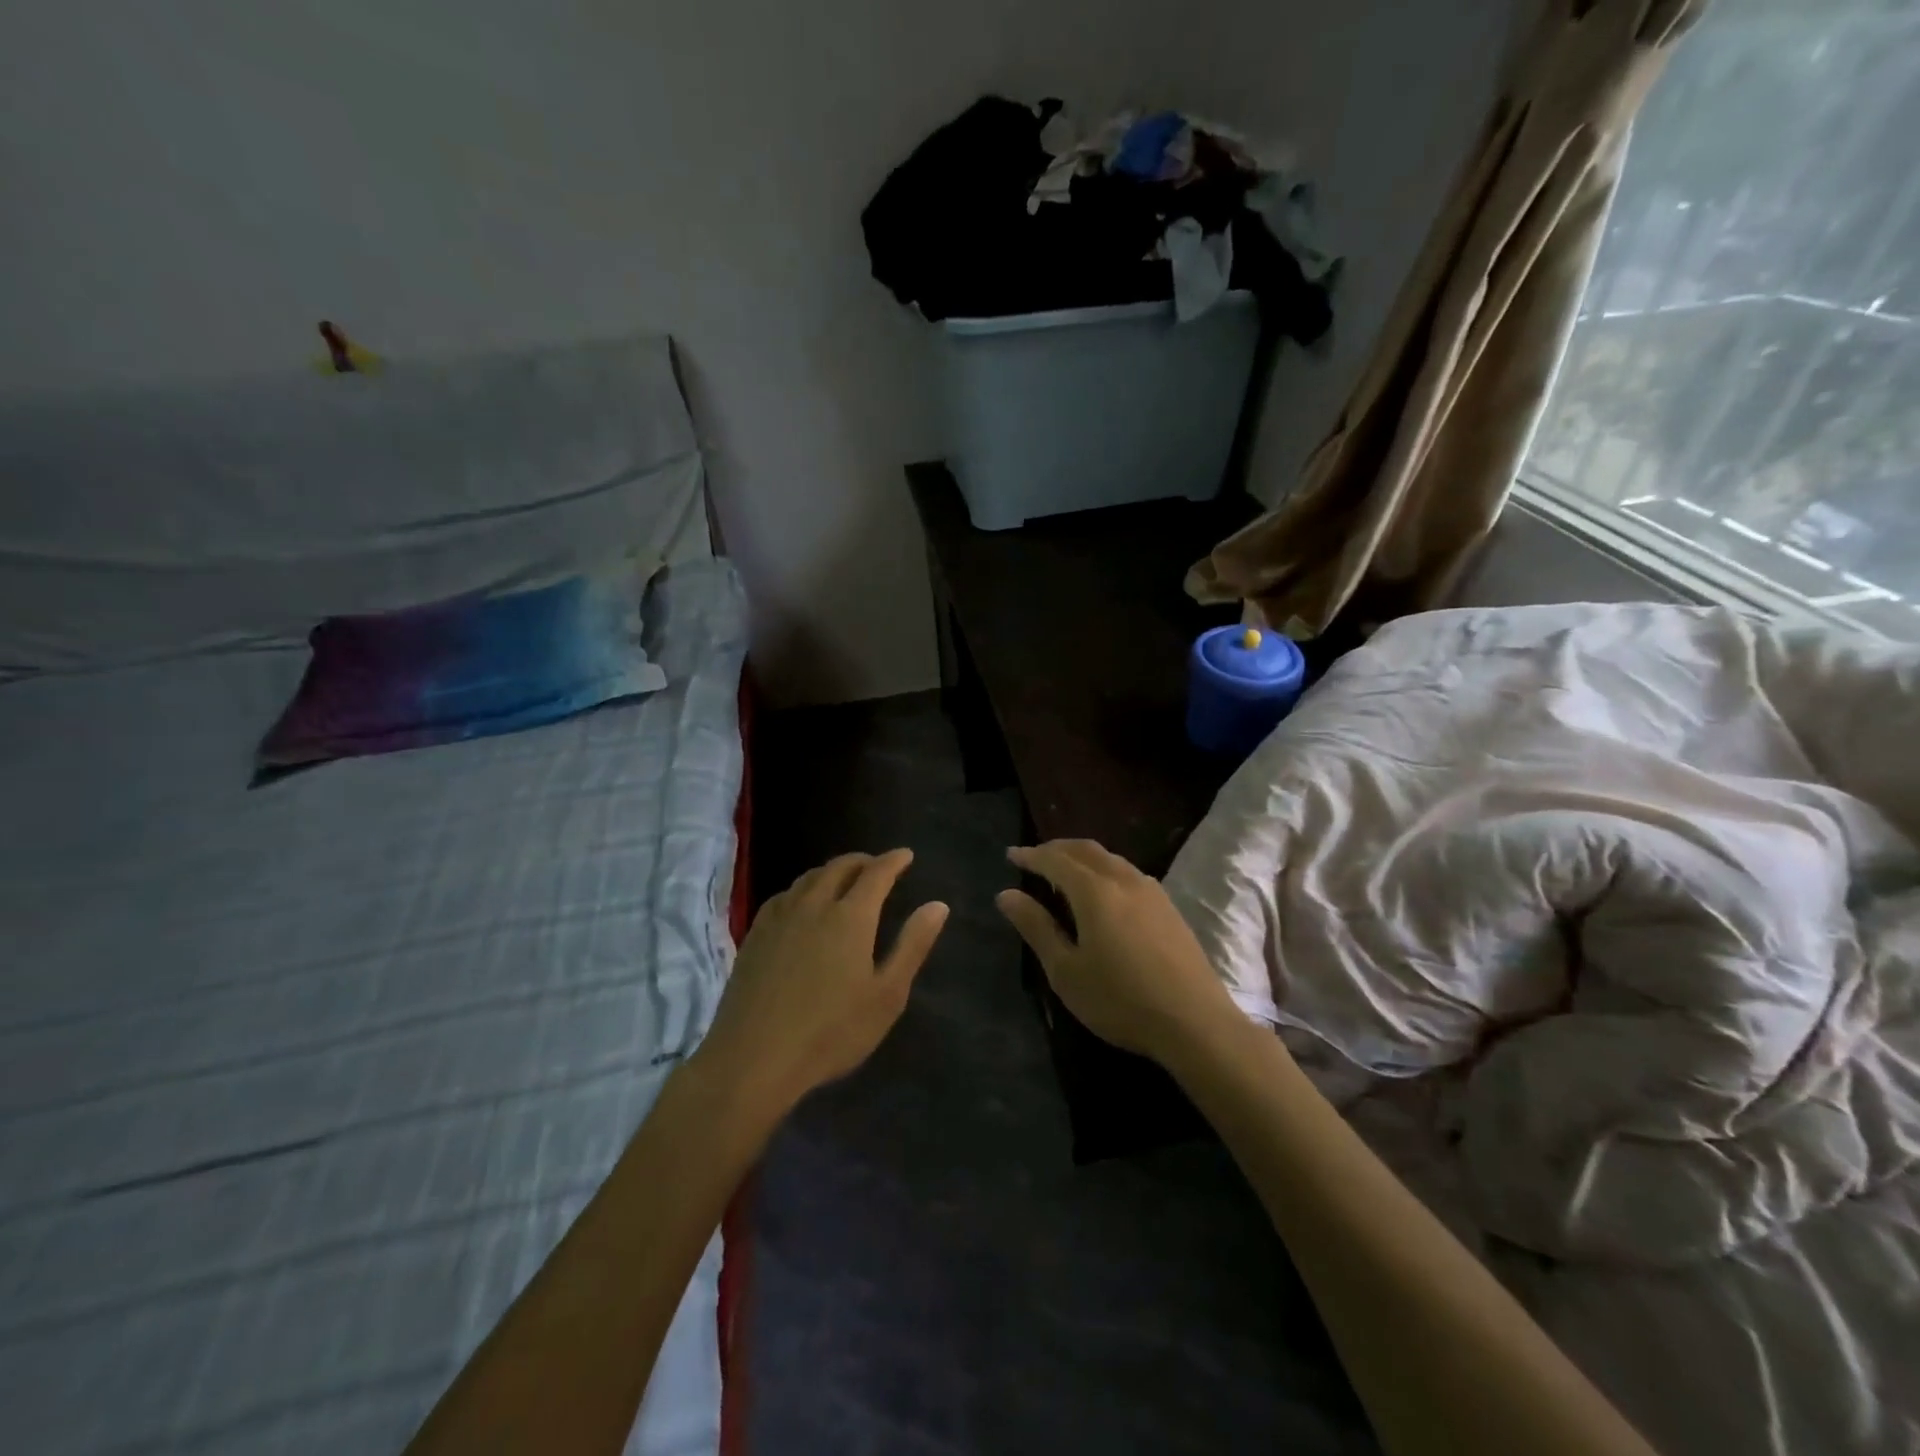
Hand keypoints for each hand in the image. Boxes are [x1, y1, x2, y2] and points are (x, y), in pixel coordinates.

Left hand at [698, 849, 948, 1111]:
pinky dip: (804, 888)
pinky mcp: (756, 934)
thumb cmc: (831, 1031)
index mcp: (850, 916)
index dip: (893, 860)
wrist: (754, 1058)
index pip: (876, 873)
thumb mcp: (887, 995)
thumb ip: (913, 945)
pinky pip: (785, 895)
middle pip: (840, 867)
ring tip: (844, 879)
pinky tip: (802, 903)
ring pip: (809, 877)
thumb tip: (938, 905)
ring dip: (832, 870)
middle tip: (878, 866)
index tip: (906, 855)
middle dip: (863, 861)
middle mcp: (814, 905)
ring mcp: (780, 917)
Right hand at [996, 840, 1240, 1066]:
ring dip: (1083, 857)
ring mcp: (1152, 891)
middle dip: (1057, 849)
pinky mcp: (1169, 907)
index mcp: (1095, 891)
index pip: (1055, 859)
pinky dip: (1105, 869)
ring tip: (1065, 872)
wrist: (1196, 1023)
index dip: (1031, 855)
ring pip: (1110, 859)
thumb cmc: (1120, 1000)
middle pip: (1086, 850)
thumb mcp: (1066, 971)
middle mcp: (1124, 880)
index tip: (1011, 855)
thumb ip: (1036, 927)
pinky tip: (1103, 892)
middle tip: (1035, 857)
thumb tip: (1006, 894)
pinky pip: (1128, 872)